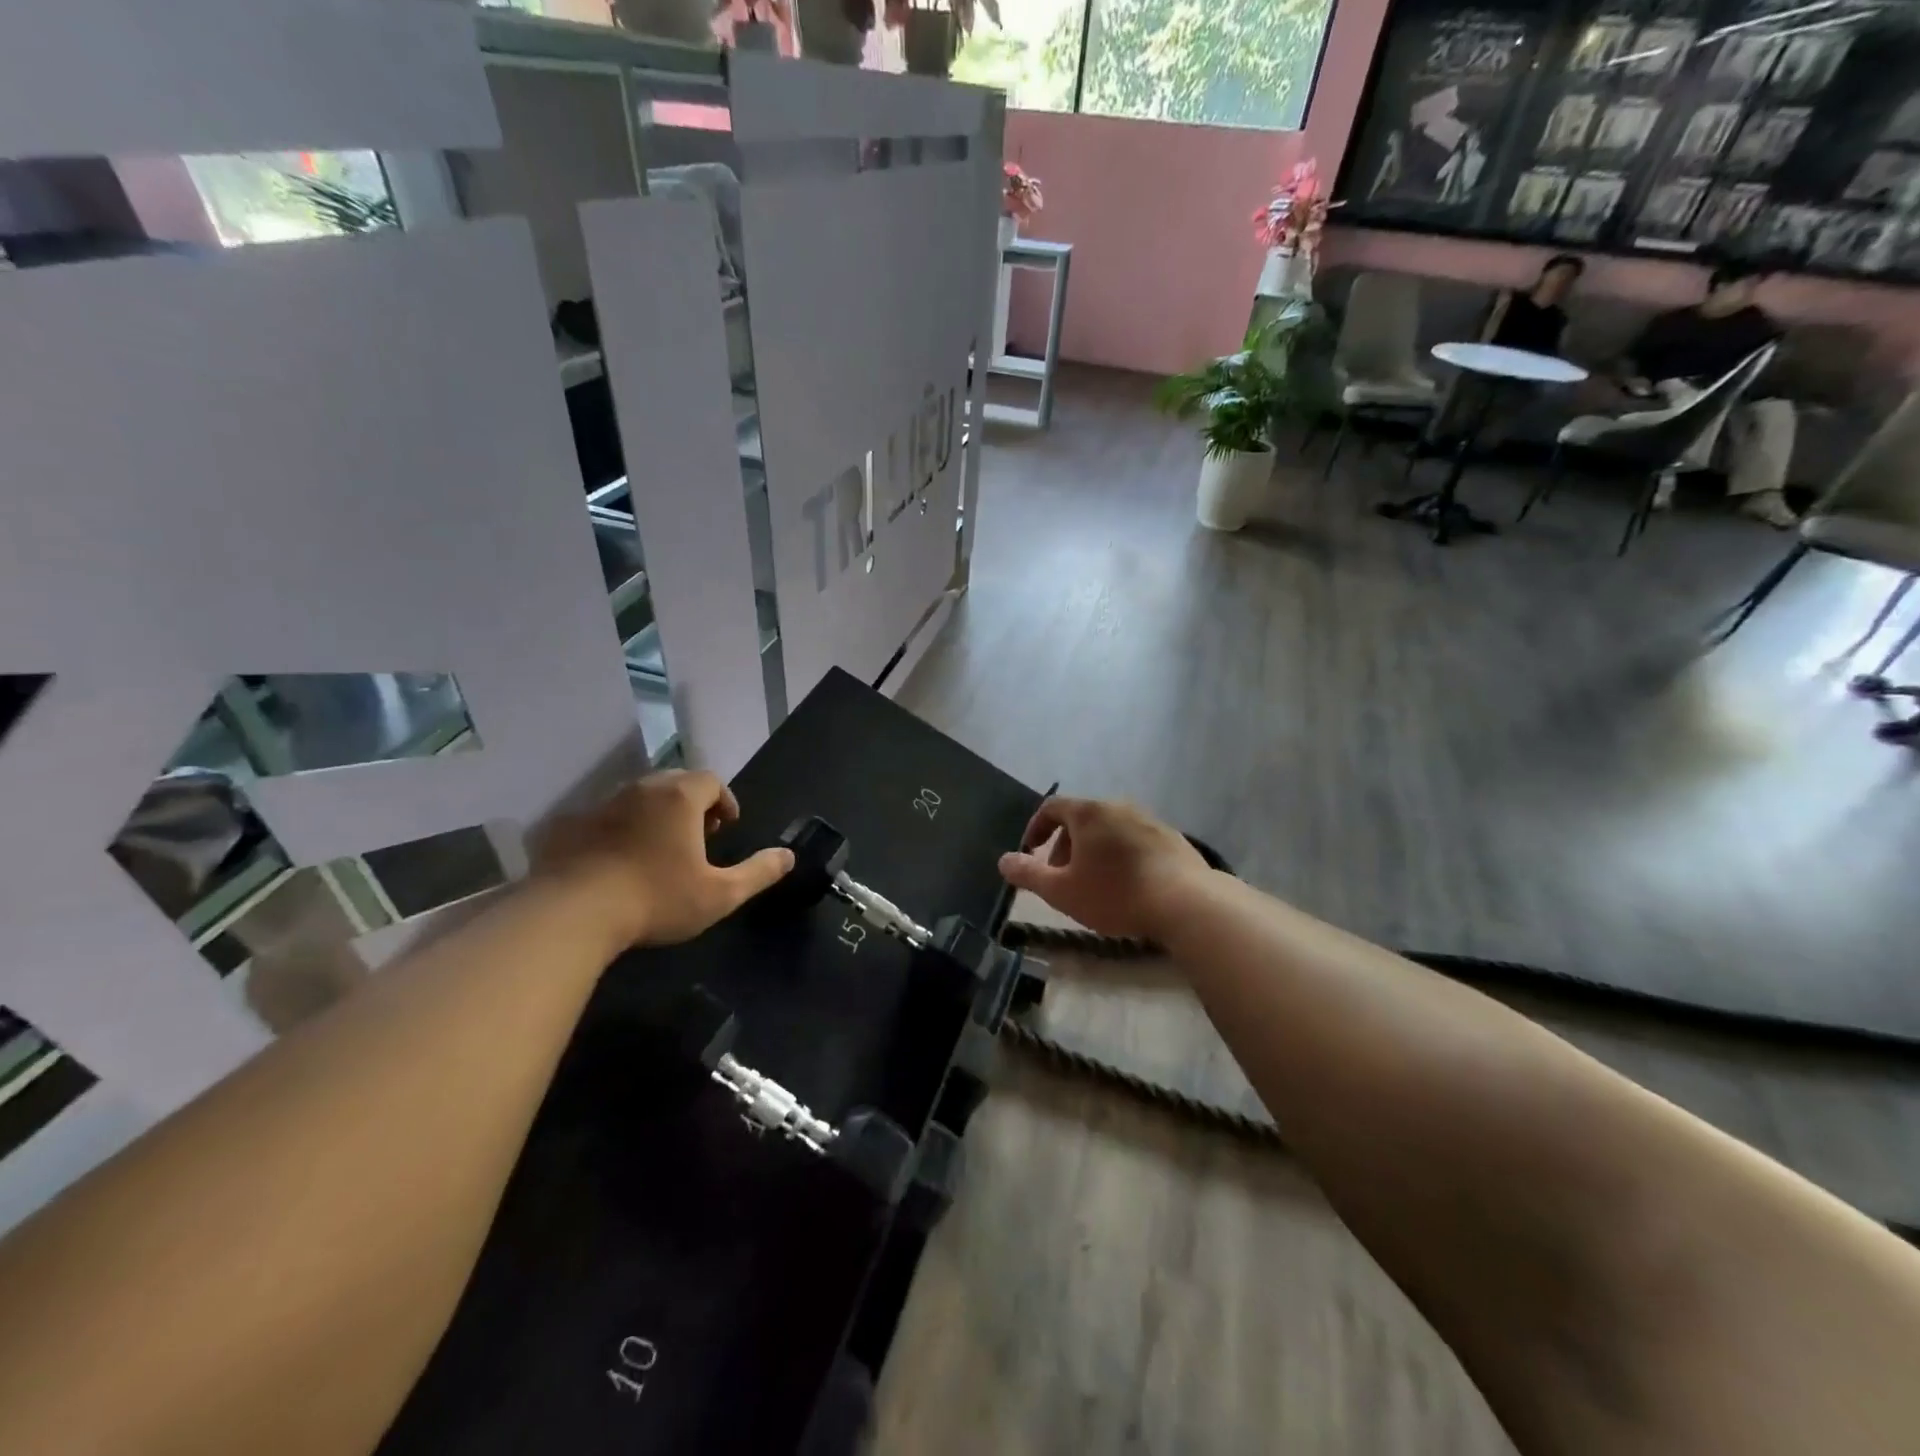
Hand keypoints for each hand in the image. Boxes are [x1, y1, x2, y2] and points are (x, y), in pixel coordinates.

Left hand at [532, 771, 792, 948]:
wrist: (572, 914)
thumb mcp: (720, 894)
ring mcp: (600, 805)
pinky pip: (602, 819)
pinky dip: (617, 830)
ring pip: (636, 798)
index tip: (725, 827)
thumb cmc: (657, 898)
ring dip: (653, 815)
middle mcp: (640, 790)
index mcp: (679, 798)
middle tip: (697, 836)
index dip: (724, 800)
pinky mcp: (568, 826)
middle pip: (674, 782)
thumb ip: (758, 872)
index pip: (710, 780)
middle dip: (691, 803)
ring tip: (658, 849)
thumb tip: (788, 856)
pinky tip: (616, 862)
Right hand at [997, 797, 1213, 940]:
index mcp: (1089, 812)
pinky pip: (1135, 841)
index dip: (1035, 828)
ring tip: (1094, 884)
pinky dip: (1121, 856)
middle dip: (1065, 845)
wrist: (1187, 903)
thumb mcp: (1062, 890)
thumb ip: (1028, 874)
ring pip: (1109, 830)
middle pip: (1081, 818)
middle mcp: (1118, 807)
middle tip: (1061, 877)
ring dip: (1094, 851)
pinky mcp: (1173, 838)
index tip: (1030, 853)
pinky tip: (1127, 886)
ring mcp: (1149, 820)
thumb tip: (1003, 861)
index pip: (1052, 808)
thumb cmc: (1115, 894)